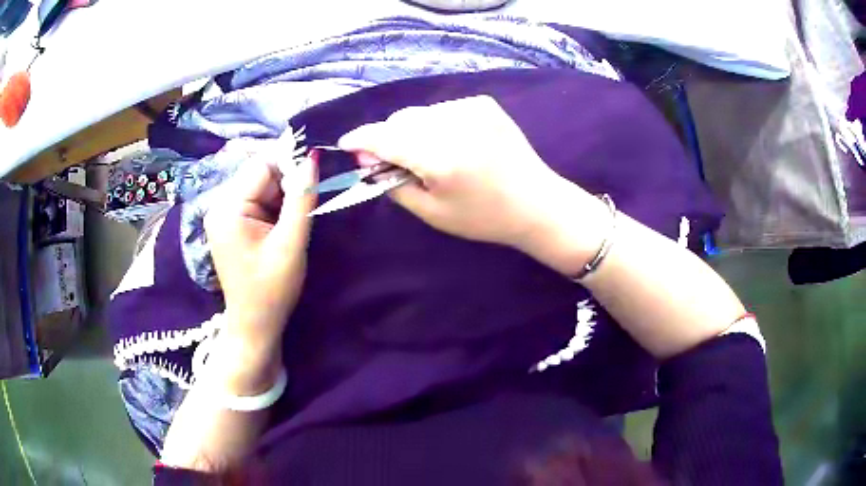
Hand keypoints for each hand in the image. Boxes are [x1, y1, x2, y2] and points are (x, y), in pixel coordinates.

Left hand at [204, 156, 315, 389]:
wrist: (255, 325)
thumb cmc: (272, 289)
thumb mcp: (291, 243)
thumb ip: (302, 198)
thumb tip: (313, 156)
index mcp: (228, 208)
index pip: (261, 166)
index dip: (289, 168)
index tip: (312, 185)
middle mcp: (220, 204)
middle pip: (259, 174)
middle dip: (285, 186)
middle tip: (301, 213)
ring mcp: (223, 214)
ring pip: (260, 187)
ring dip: (281, 199)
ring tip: (289, 226)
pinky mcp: (230, 224)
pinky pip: (256, 201)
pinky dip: (273, 208)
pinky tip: (280, 229)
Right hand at [339, 96, 586, 252]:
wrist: (537, 203)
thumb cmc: (484, 217)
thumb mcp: (432, 212)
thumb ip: (392, 183)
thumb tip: (368, 159)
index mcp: (440, 157)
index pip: (385, 137)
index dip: (361, 139)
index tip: (346, 144)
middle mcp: (454, 124)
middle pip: (400, 119)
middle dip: (388, 137)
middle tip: (392, 161)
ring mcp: (472, 108)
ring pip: (420, 112)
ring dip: (412, 130)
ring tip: (430, 155)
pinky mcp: (484, 103)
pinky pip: (443, 108)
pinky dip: (436, 124)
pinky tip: (453, 143)